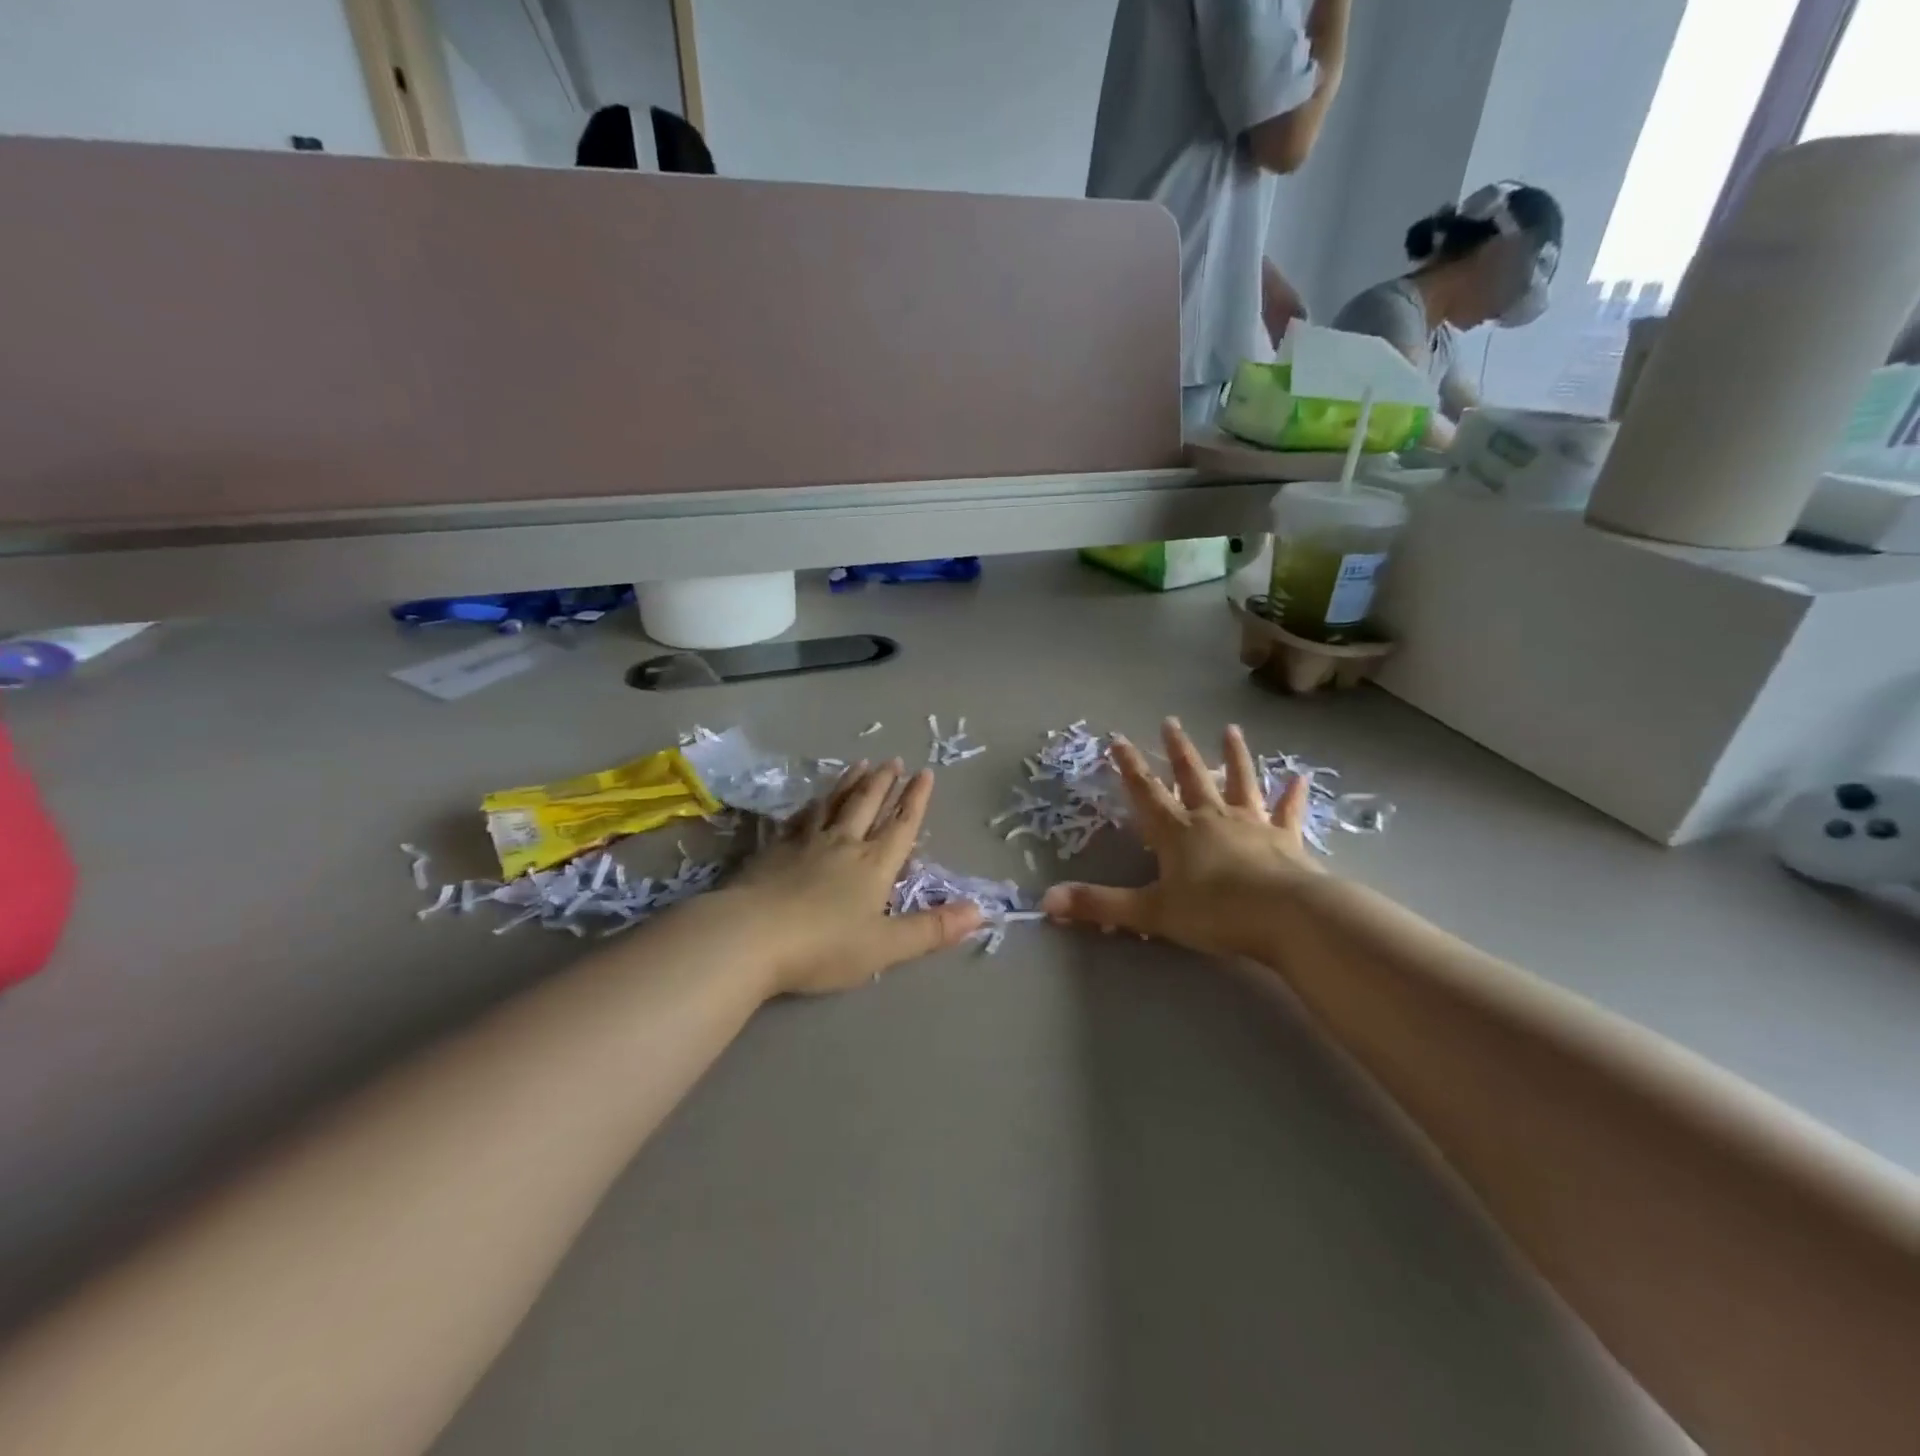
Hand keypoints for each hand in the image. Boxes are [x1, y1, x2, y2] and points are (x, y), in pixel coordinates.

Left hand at [721, 760, 982, 995]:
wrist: (750, 937)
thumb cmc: (823, 946)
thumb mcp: (886, 946)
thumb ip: (932, 929)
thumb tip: (982, 912)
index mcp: (873, 865)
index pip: (902, 825)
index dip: (916, 799)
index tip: (925, 772)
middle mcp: (843, 844)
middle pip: (868, 805)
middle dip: (884, 782)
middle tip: (893, 760)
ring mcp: (805, 843)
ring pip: (834, 804)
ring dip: (850, 783)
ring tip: (859, 764)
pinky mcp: (774, 850)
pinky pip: (800, 818)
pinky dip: (812, 804)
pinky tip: (812, 800)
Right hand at [1041, 719, 1320, 958]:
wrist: (1285, 916)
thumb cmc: (1213, 912)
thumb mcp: (1150, 912)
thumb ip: (1100, 905)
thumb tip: (1046, 901)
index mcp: (1176, 832)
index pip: (1146, 792)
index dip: (1129, 767)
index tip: (1118, 739)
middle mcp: (1211, 817)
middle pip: (1191, 777)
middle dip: (1178, 750)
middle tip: (1170, 721)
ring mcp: (1251, 824)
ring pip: (1240, 781)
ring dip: (1234, 756)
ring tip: (1231, 729)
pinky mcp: (1286, 839)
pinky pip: (1287, 811)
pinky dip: (1292, 794)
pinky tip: (1300, 777)